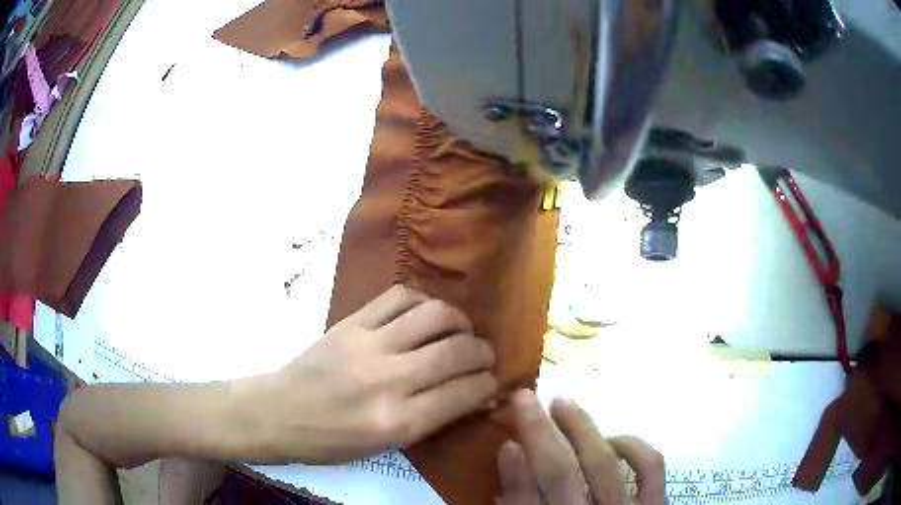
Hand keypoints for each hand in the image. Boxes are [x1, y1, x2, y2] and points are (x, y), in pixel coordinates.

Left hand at [252, 285, 497, 462]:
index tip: (491, 382)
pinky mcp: (351, 322)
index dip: (488, 385)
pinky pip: (399, 297)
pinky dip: (422, 301)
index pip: (465, 393)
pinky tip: (424, 314)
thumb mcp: (386, 444)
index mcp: (398, 422)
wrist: (278, 411)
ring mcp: (368, 345)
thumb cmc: (331, 440)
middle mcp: (389, 380)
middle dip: (483, 352)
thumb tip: (473, 394)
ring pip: (435, 315)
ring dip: (459, 321)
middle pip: (457, 352)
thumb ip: (432, 417)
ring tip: (459, 330)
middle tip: (482, 355)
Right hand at [497, 390, 665, 504]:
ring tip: (564, 404)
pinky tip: (614, 438)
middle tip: (526, 399)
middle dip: (541, 433)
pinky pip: (650, 467)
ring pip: (603, 463)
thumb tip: (506, 479)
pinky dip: (633, 446)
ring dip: (582, 429)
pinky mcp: (656, 504)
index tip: (505, 442)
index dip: (515, 475)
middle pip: (562, 475)